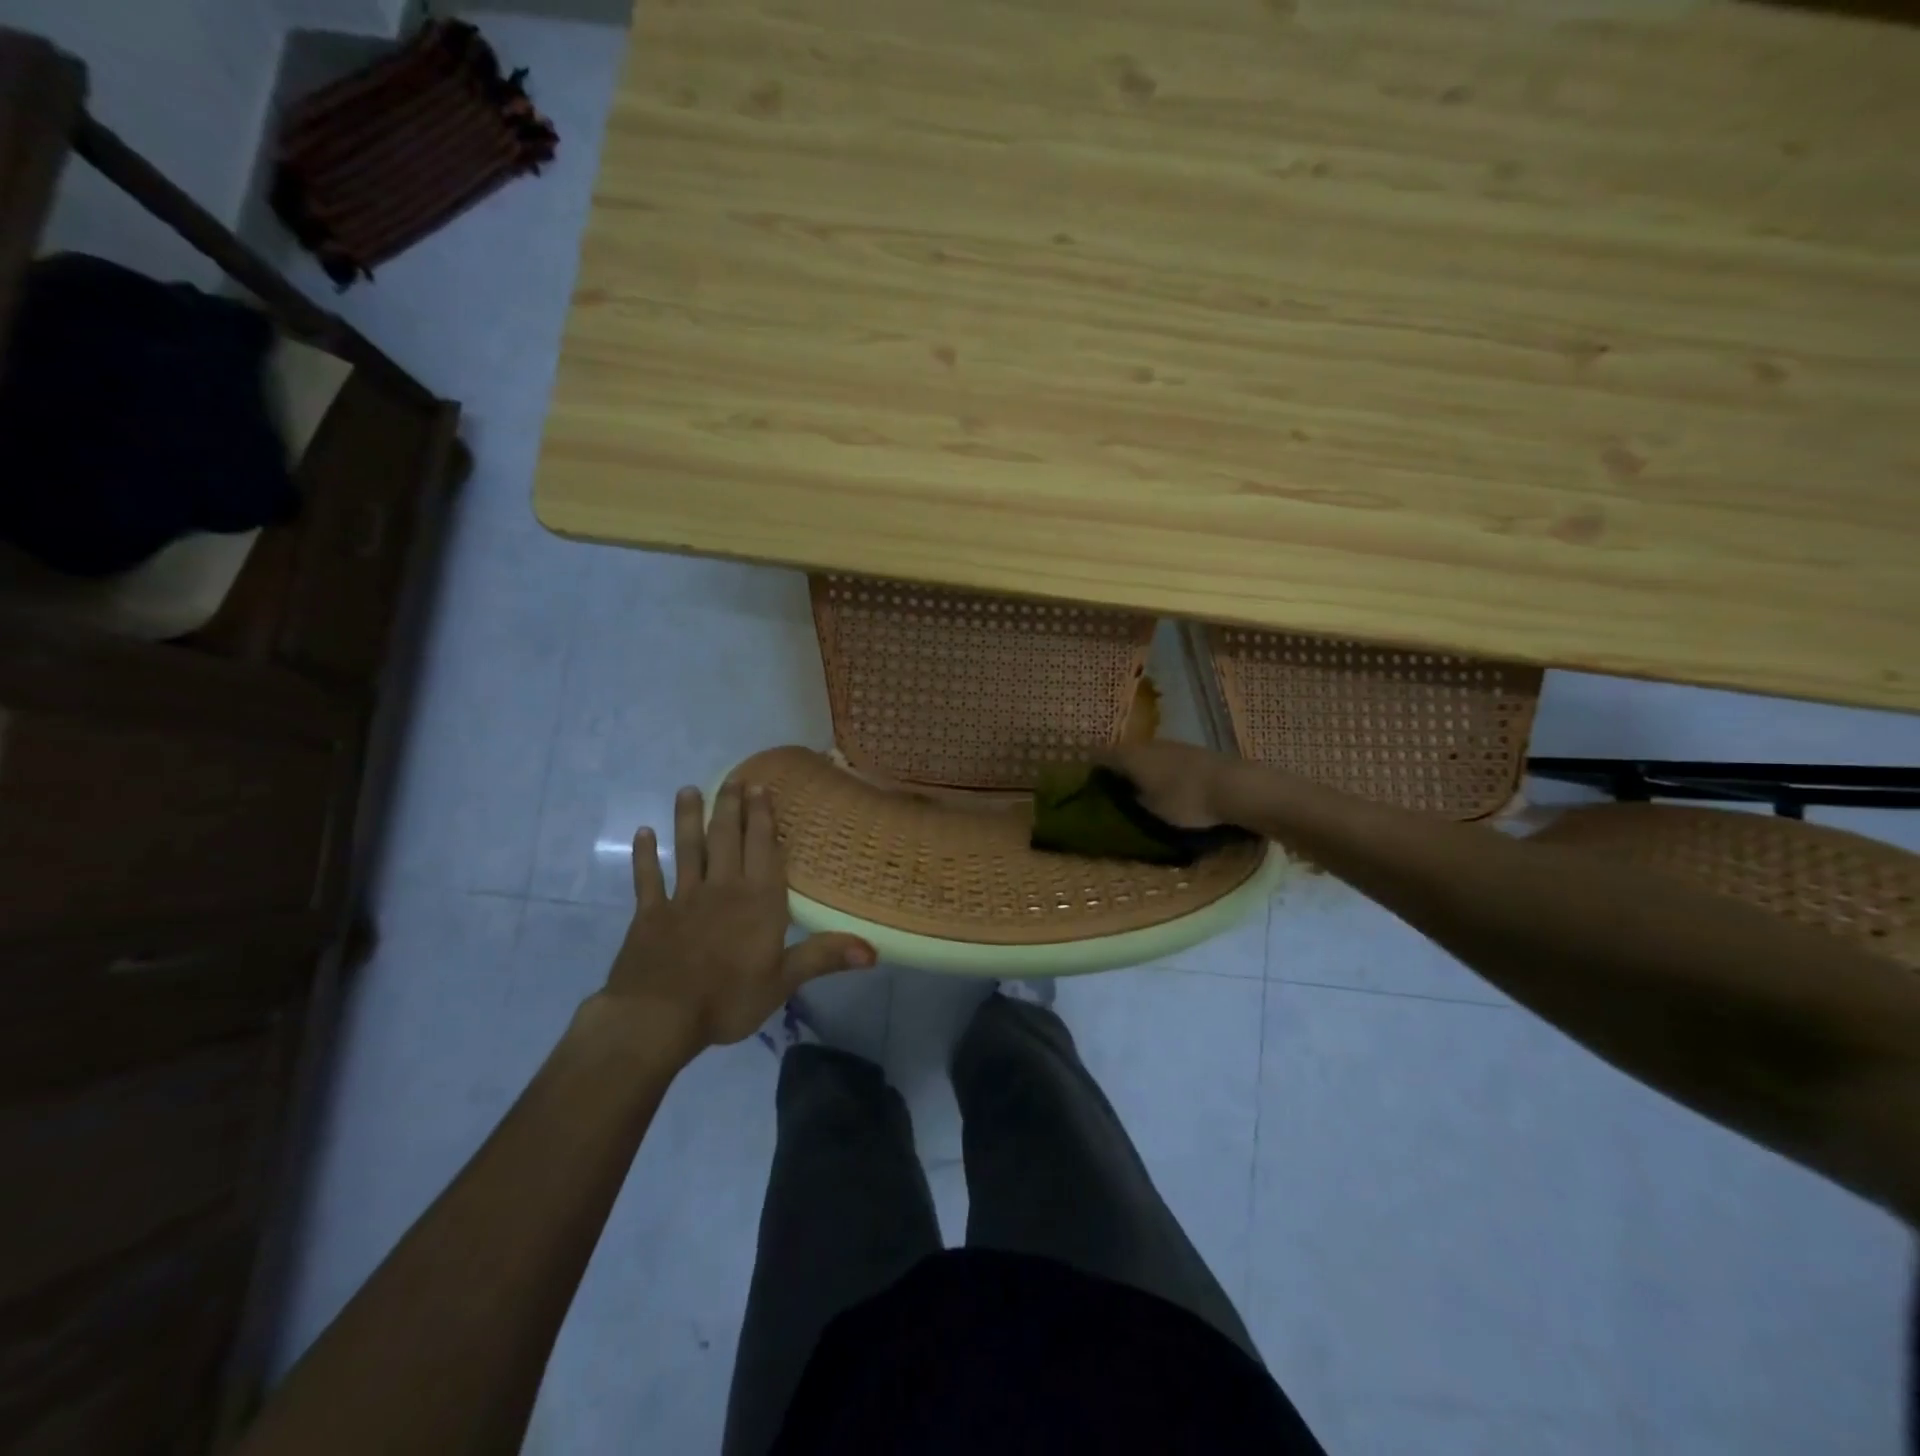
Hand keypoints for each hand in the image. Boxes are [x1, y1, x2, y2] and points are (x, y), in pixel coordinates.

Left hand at [590, 783, 874, 1058]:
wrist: (658, 1017)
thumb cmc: (728, 999)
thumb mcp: (784, 981)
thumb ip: (825, 957)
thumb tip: (875, 950)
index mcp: (757, 900)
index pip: (763, 849)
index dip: (763, 818)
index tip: (760, 788)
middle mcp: (722, 888)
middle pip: (727, 839)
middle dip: (731, 807)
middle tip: (733, 779)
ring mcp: (683, 898)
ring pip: (688, 849)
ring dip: (689, 819)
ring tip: (689, 790)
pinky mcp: (651, 913)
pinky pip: (648, 878)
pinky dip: (645, 855)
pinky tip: (643, 833)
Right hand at [1098, 741, 1247, 829]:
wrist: (1235, 786)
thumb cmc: (1185, 800)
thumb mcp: (1151, 810)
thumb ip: (1131, 800)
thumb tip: (1119, 795)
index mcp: (1130, 756)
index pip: (1099, 756)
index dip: (1090, 768)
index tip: (1083, 783)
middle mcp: (1147, 744)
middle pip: (1123, 753)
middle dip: (1115, 769)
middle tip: (1109, 790)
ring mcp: (1172, 745)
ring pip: (1146, 755)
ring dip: (1139, 769)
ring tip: (1137, 790)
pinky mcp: (1193, 752)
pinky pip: (1165, 760)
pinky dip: (1159, 771)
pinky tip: (1165, 786)